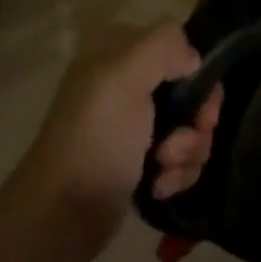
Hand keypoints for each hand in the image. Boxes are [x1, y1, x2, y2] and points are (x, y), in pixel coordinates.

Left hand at [0, 20, 221, 261]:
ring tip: (164, 170)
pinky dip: (177, 172)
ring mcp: (134, 123)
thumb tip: (193, 60)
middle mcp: (126, 82)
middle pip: (191, 89)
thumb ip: (164, 45)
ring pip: (190, 125)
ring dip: (188, 150)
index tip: (199, 106)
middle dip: (195, 121)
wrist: (61, 216)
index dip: (196, 75)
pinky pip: (180, 156)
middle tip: (179, 144)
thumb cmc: (95, 139)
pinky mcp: (140, 160)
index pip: (177, 45)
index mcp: (116, 52)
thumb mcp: (124, 76)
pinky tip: (159, 187)